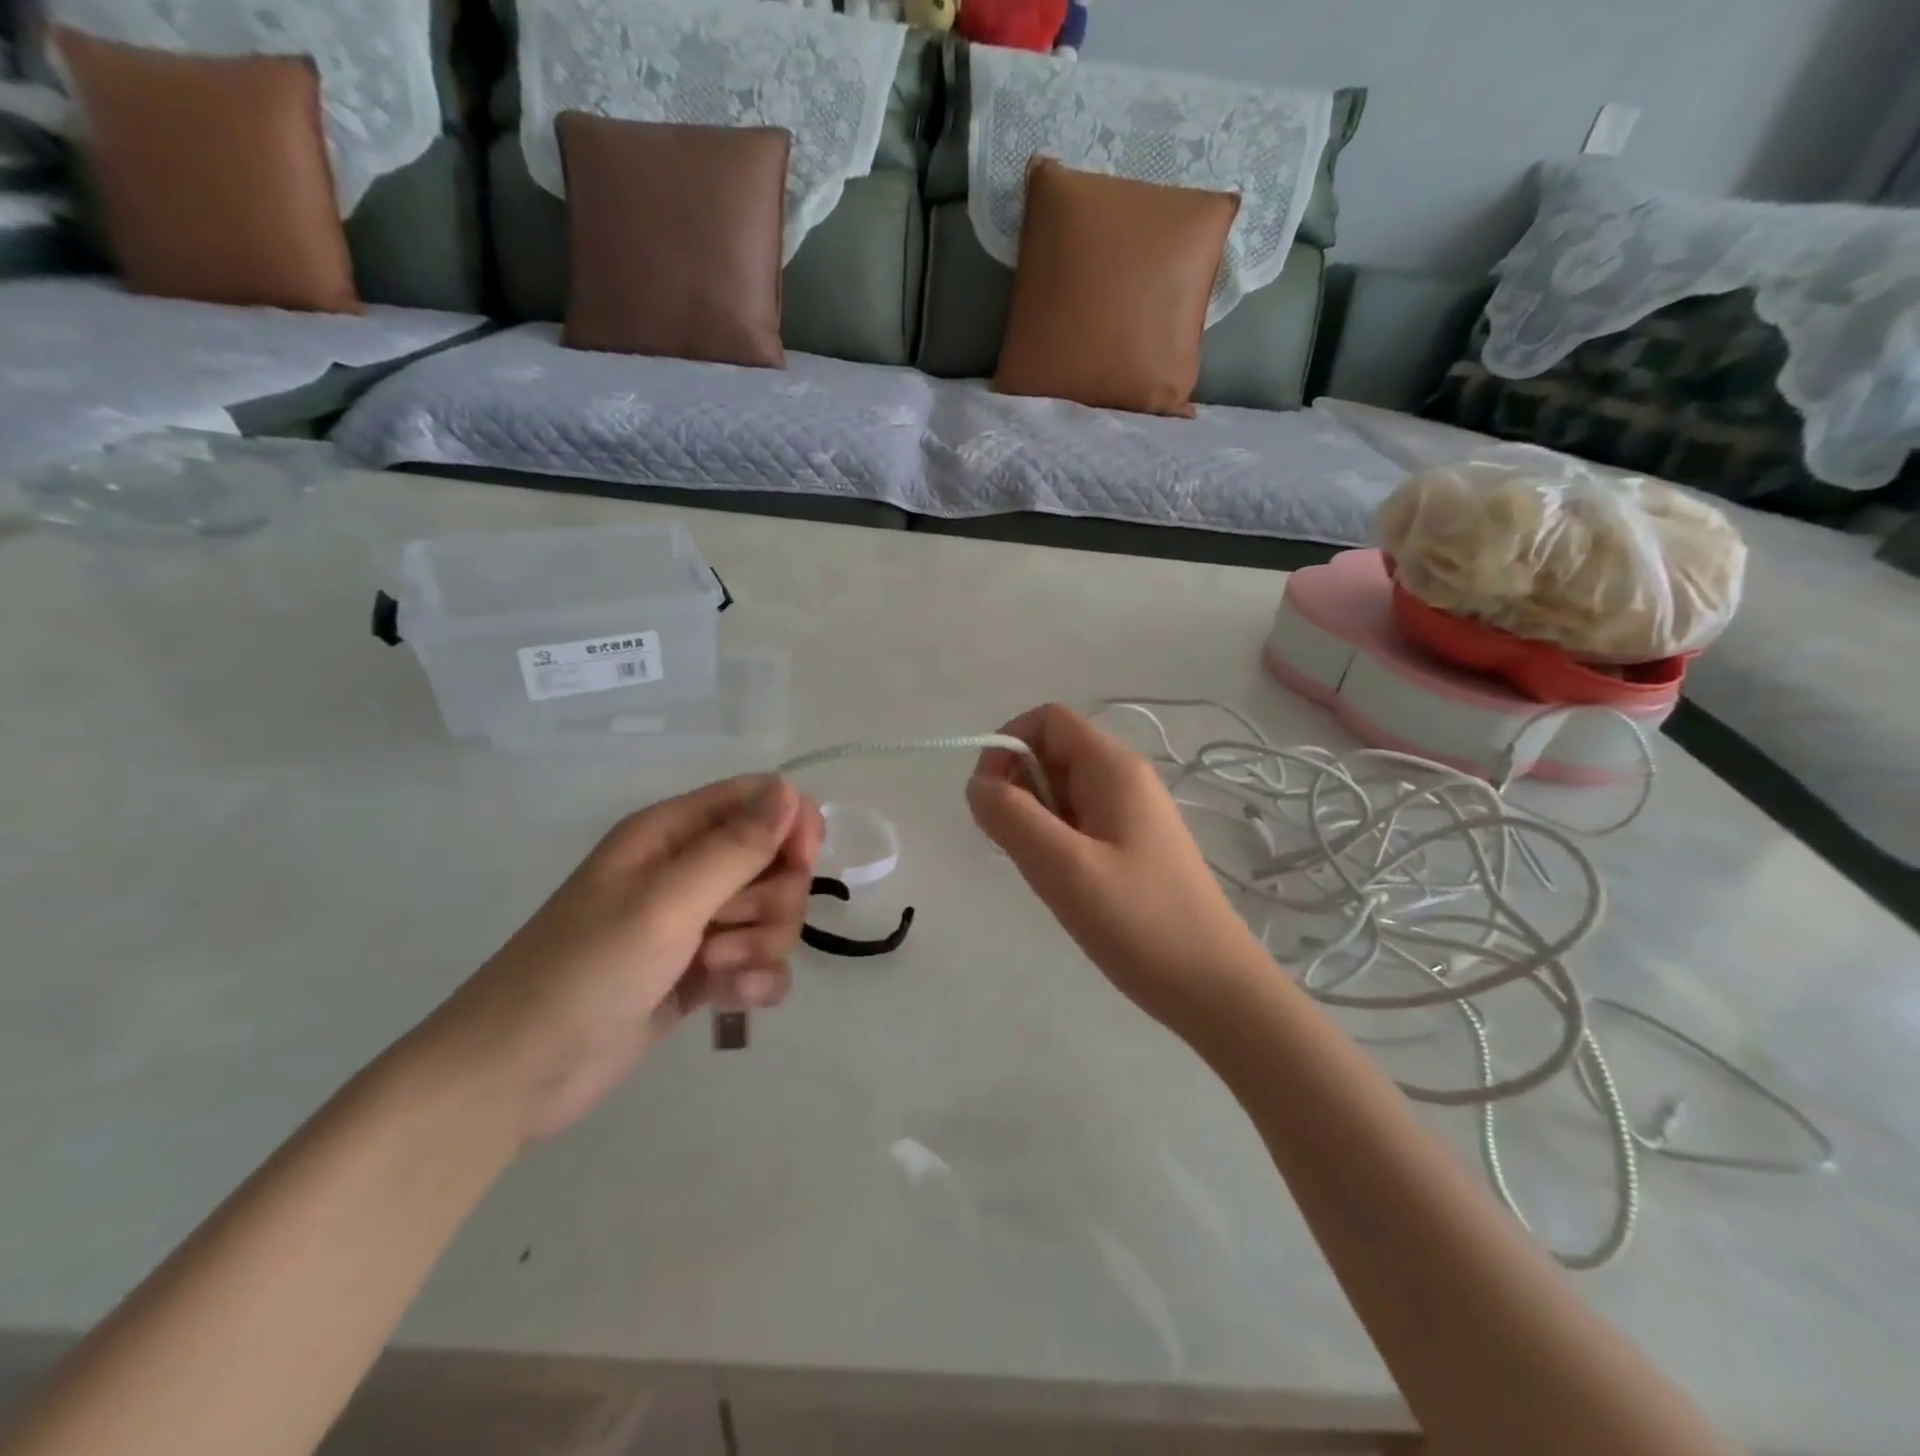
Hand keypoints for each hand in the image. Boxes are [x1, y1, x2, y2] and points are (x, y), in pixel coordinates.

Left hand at [421, 777, 822, 1142]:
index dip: (791, 825)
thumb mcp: (667, 901)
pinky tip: (734, 1001)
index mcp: (673, 833)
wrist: (518, 1075)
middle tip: (727, 927)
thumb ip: (736, 847)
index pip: (760, 800)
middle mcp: (689, 870)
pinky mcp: (702, 972)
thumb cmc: (587, 970)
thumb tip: (789, 790)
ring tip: (715, 971)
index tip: (801, 863)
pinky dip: (757, 980)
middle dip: (771, 899)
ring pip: (774, 914)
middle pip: (777, 861)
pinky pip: (762, 962)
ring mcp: (697, 924)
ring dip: (760, 945)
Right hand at [968, 704, 1266, 1036]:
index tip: (989, 799)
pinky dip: (1056, 843)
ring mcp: (1132, 814)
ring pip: (1062, 793)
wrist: (1214, 988)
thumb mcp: (1063, 867)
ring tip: (1047, 873)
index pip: (1047, 720)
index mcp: (1114, 768)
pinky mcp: (1133, 846)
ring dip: (1036, 822)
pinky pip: (1079, 824)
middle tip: (1019, 849)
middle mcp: (1125, 779)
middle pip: (1052, 754)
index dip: (1007, 745)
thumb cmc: (1139, 922)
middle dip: (1019, 790)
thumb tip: (978, 784)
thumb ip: (1010, 816)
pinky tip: (1066, 885)